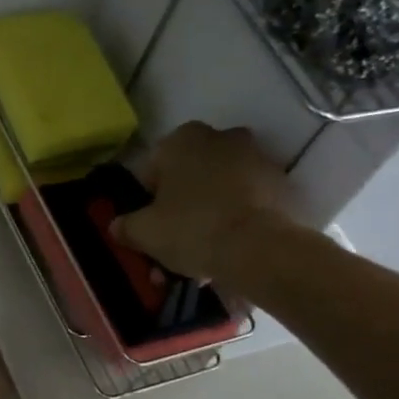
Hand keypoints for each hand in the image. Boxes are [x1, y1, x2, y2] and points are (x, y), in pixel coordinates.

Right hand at [110, 123, 303, 282]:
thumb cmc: (191, 229)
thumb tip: (116, 226)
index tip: (149, 228)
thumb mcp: (144, 232)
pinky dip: (235, 222)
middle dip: (180, 210)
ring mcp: (256, 158)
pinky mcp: (281, 184)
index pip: (153, 169)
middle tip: (173, 247)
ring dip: (207, 219)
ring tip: (200, 261)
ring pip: (219, 192)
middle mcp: (221, 137)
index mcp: (183, 139)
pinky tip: (226, 254)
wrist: (258, 248)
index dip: (147, 202)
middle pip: (189, 178)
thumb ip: (125, 226)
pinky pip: (246, 203)